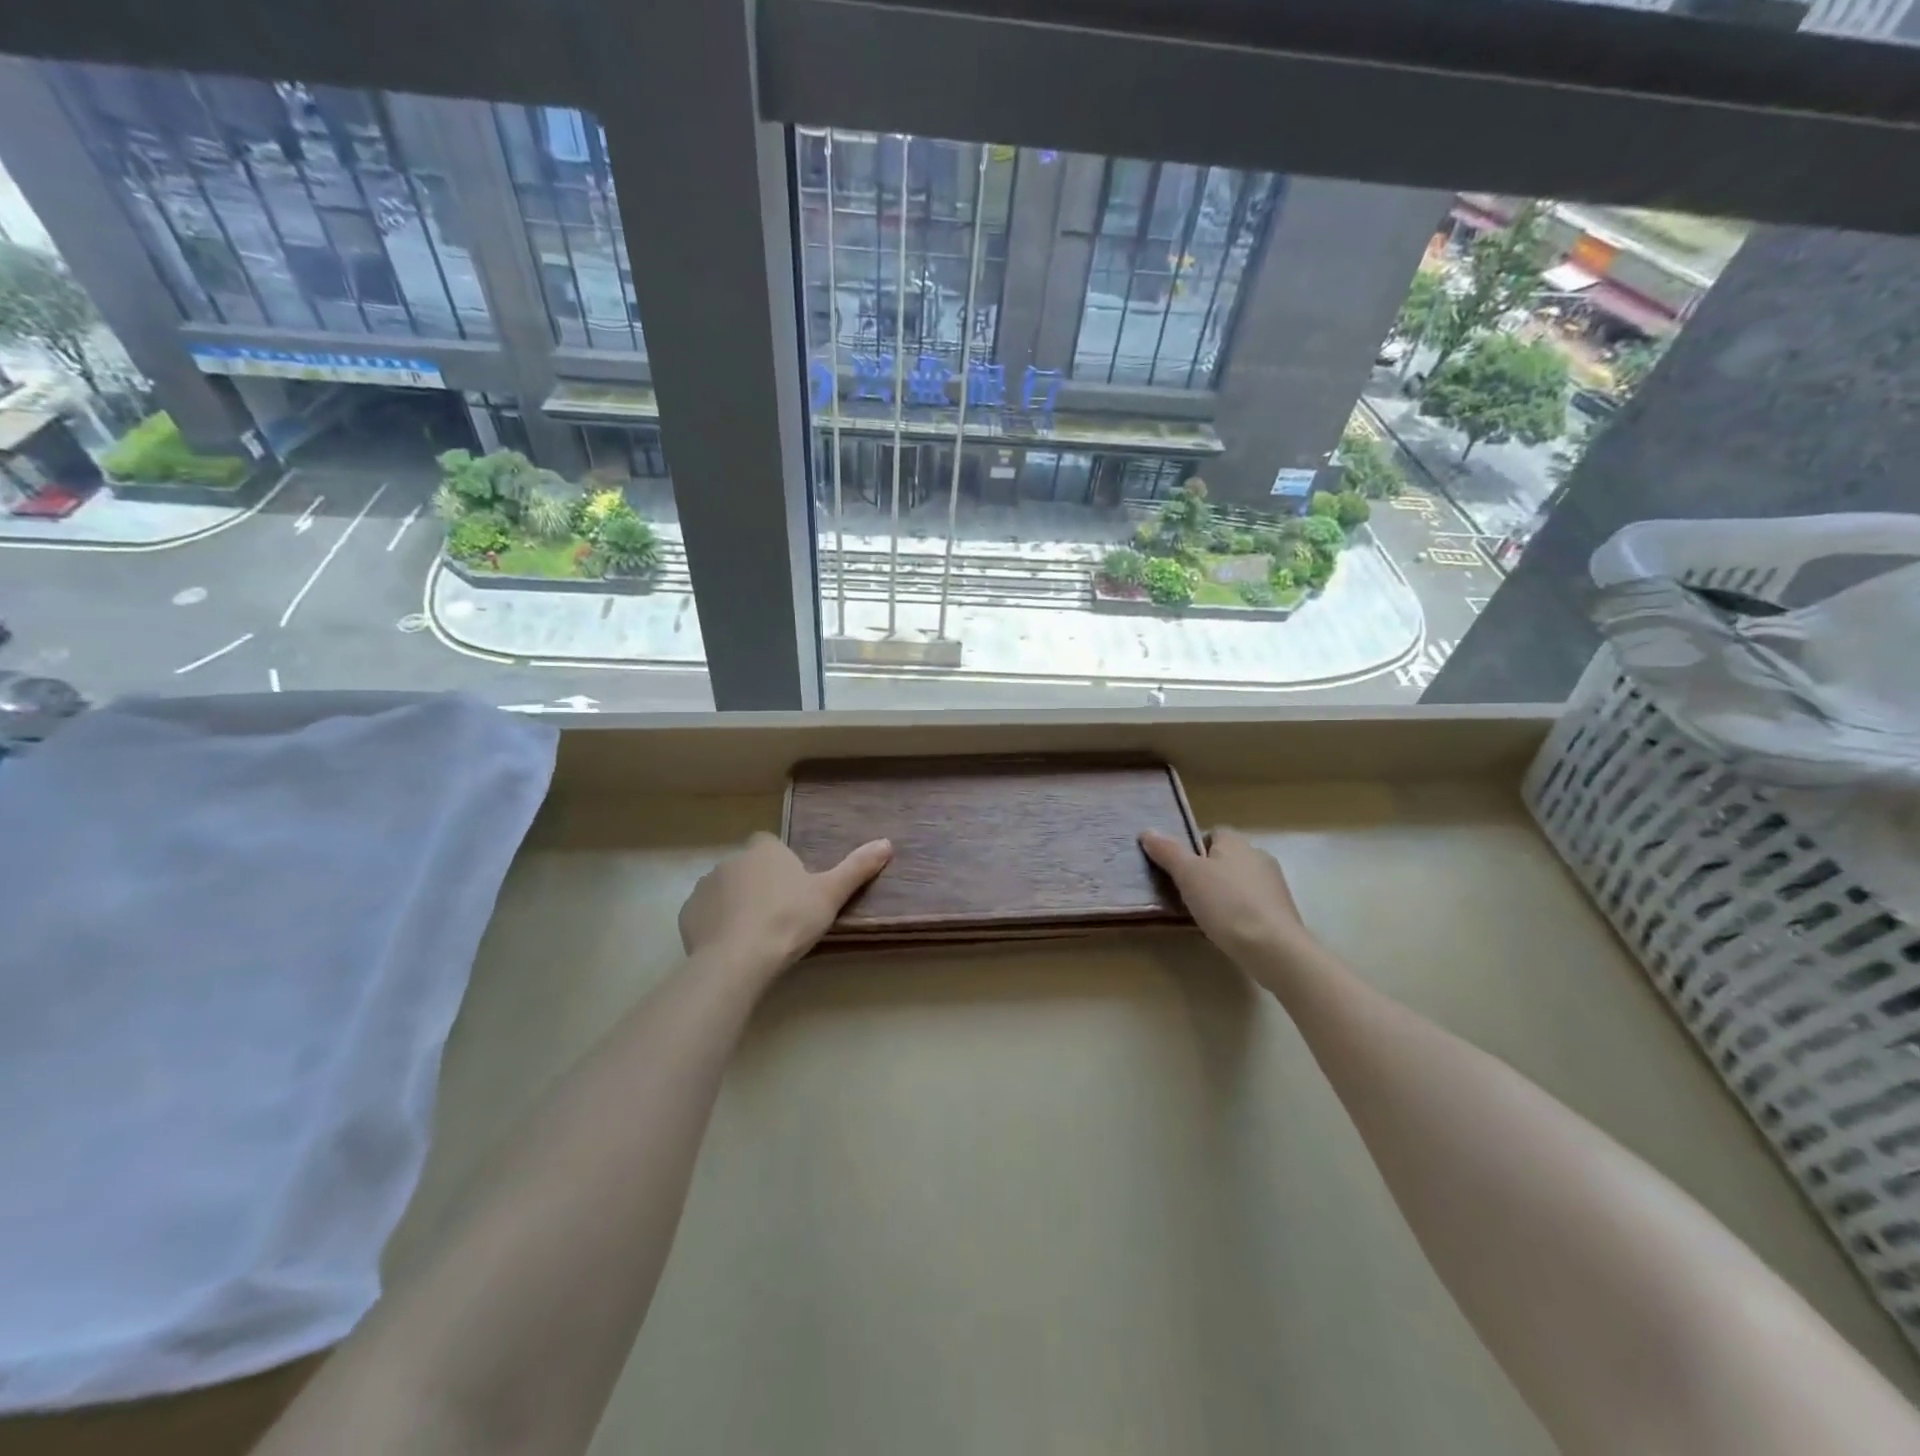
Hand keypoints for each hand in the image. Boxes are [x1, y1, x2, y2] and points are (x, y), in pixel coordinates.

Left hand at [679, 831, 891, 972]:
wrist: (739, 959)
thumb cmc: (789, 920)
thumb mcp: (830, 894)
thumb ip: (857, 868)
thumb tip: (887, 843)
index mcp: (765, 850)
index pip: (770, 845)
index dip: (780, 864)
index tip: (793, 889)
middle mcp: (731, 860)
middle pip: (747, 868)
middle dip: (758, 885)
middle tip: (779, 917)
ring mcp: (705, 886)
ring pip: (724, 890)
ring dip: (735, 904)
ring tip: (754, 935)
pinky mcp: (687, 914)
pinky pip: (705, 914)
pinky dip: (716, 924)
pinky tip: (731, 946)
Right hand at [1140, 826, 1315, 976]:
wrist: (1272, 947)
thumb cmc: (1226, 903)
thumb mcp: (1187, 874)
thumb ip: (1167, 851)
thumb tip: (1147, 831)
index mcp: (1236, 842)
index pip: (1212, 833)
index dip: (1193, 848)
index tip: (1180, 870)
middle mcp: (1258, 855)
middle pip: (1225, 858)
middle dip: (1207, 872)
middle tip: (1186, 893)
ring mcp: (1274, 884)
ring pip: (1238, 882)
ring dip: (1223, 893)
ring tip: (1204, 915)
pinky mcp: (1281, 911)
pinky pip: (1251, 904)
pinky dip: (1238, 912)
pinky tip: (1227, 929)